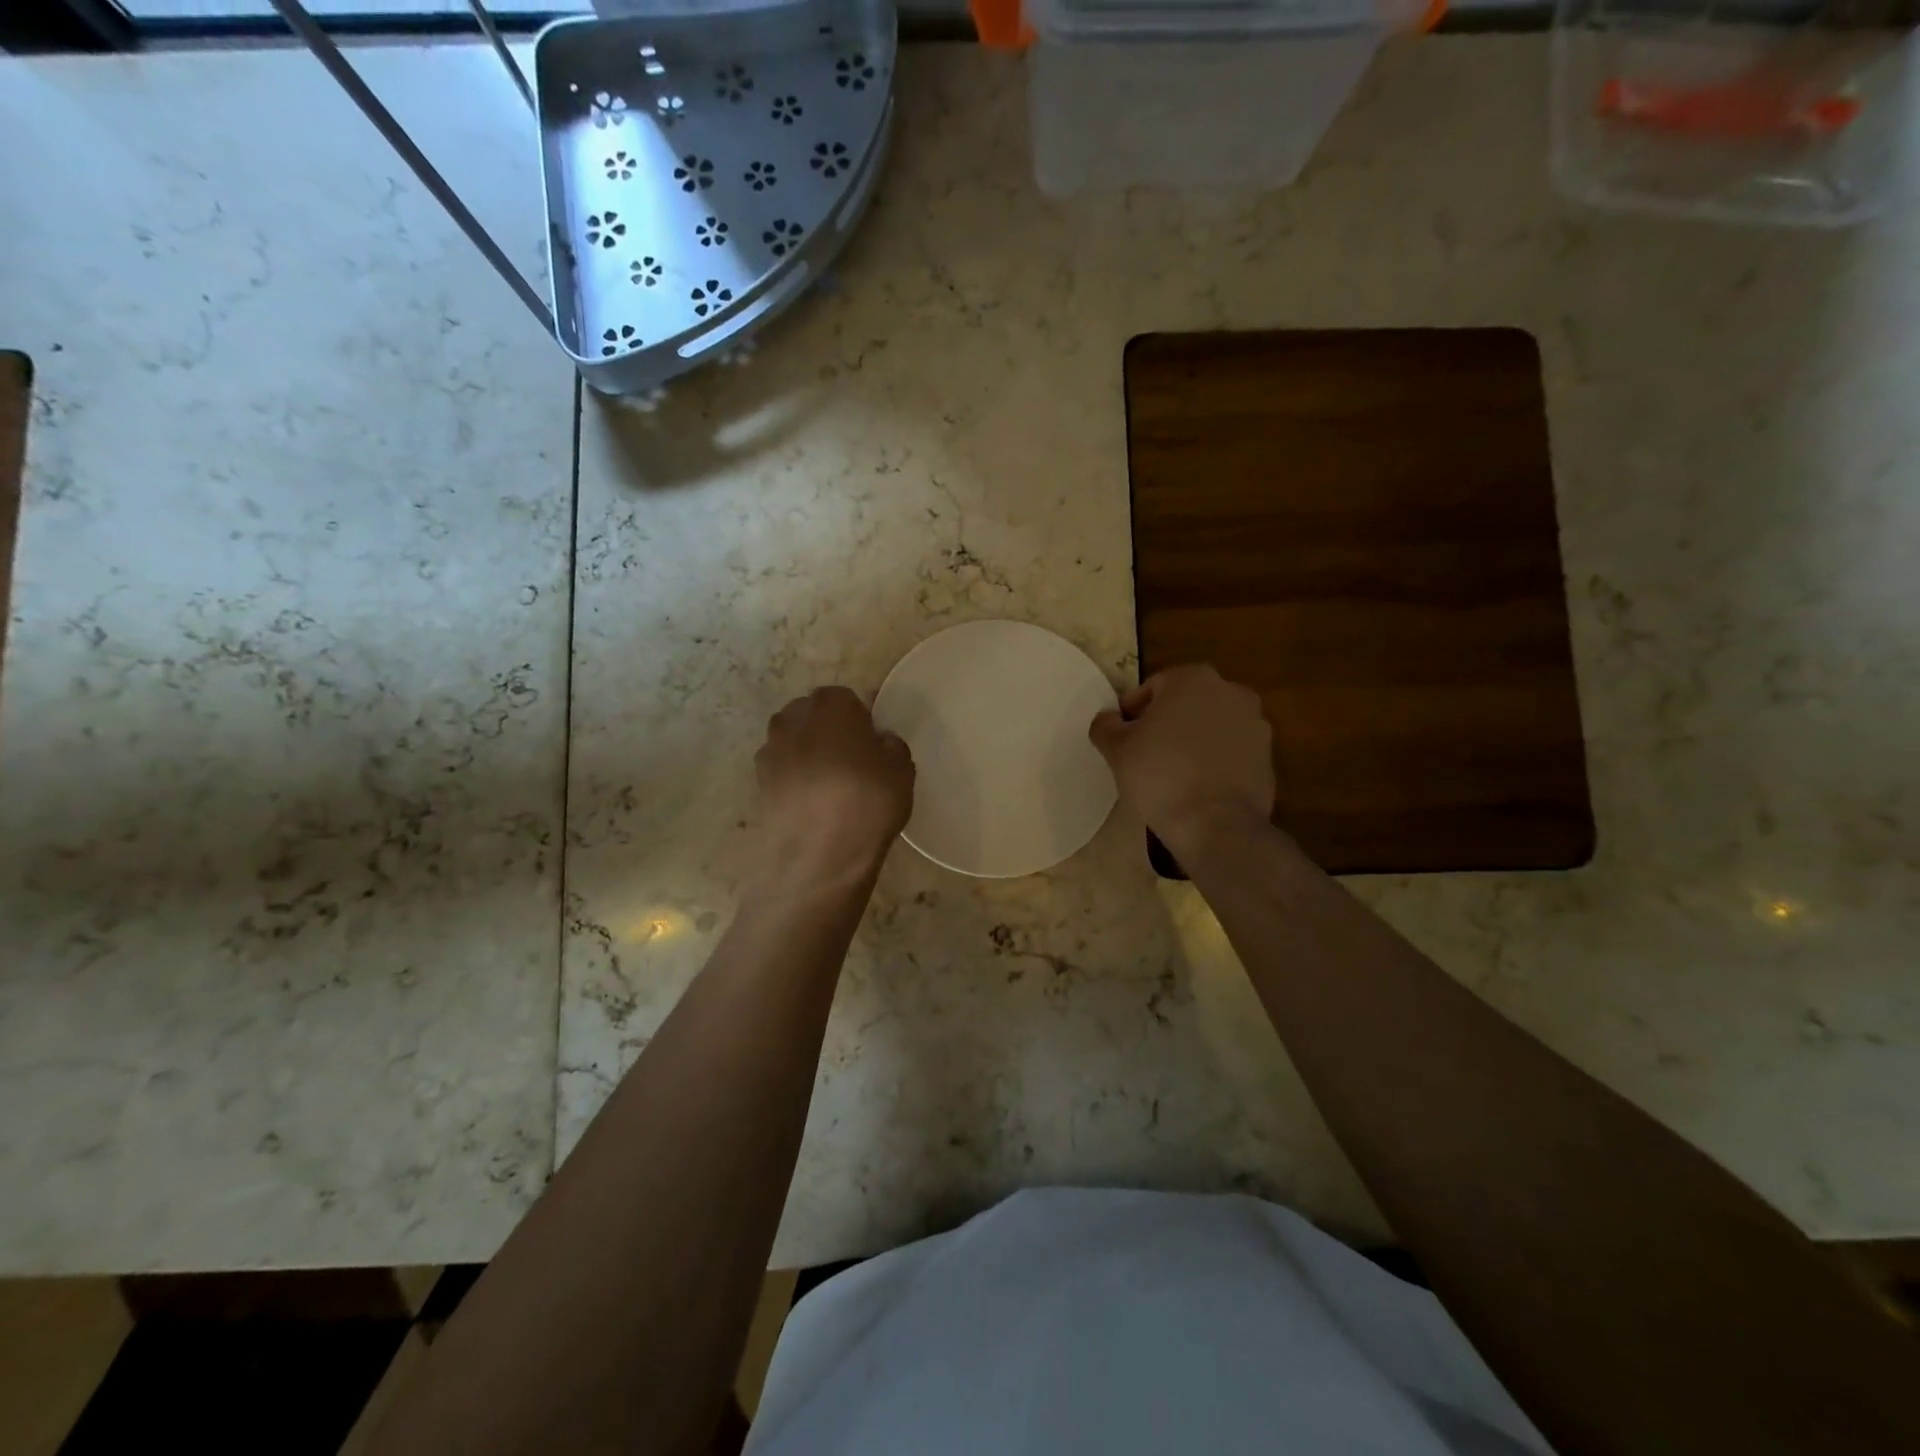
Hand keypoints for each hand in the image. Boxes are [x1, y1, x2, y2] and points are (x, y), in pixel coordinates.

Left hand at [756, 686, 914, 888]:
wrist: (820, 853)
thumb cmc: (867, 801)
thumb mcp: (902, 770)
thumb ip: (891, 746)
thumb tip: (879, 742)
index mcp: (832, 704)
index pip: (847, 699)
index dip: (859, 720)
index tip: (869, 744)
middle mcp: (794, 717)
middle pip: (813, 715)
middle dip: (828, 731)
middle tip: (850, 761)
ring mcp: (771, 748)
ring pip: (794, 741)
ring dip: (808, 754)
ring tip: (829, 784)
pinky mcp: (758, 780)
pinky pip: (782, 769)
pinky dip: (794, 778)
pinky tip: (811, 802)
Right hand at [1089, 665, 1274, 856]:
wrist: (1215, 824)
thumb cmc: (1160, 775)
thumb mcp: (1116, 749)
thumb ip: (1105, 725)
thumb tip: (1109, 719)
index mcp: (1193, 678)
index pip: (1152, 688)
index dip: (1133, 714)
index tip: (1124, 741)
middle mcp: (1230, 691)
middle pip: (1185, 704)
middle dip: (1166, 724)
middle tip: (1145, 756)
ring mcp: (1255, 724)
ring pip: (1211, 727)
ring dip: (1193, 742)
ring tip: (1173, 774)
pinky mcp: (1268, 757)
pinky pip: (1231, 752)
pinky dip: (1215, 762)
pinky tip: (1198, 787)